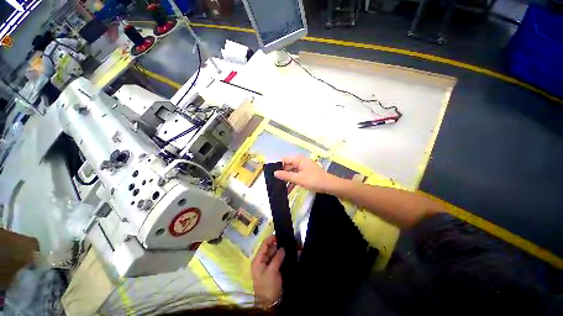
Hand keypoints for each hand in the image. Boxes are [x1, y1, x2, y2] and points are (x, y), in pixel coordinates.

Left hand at [251, 235, 284, 307]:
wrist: (269, 303)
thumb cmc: (268, 286)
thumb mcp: (272, 271)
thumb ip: (277, 258)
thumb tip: (282, 248)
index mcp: (257, 260)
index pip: (263, 246)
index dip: (270, 239)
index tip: (278, 234)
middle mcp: (261, 261)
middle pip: (268, 249)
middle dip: (276, 244)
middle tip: (285, 239)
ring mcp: (266, 266)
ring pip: (273, 254)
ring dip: (279, 250)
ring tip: (287, 244)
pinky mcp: (272, 270)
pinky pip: (276, 260)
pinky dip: (280, 256)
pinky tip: (286, 253)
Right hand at [274, 155, 335, 192]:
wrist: (329, 186)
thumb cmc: (313, 180)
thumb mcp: (298, 179)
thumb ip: (286, 176)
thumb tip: (275, 173)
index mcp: (299, 160)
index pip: (285, 160)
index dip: (278, 166)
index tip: (272, 174)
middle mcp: (301, 162)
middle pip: (288, 166)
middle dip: (282, 174)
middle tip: (274, 182)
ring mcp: (304, 168)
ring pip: (292, 172)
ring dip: (287, 180)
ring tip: (279, 187)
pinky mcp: (307, 174)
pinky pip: (297, 176)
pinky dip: (293, 182)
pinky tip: (288, 190)